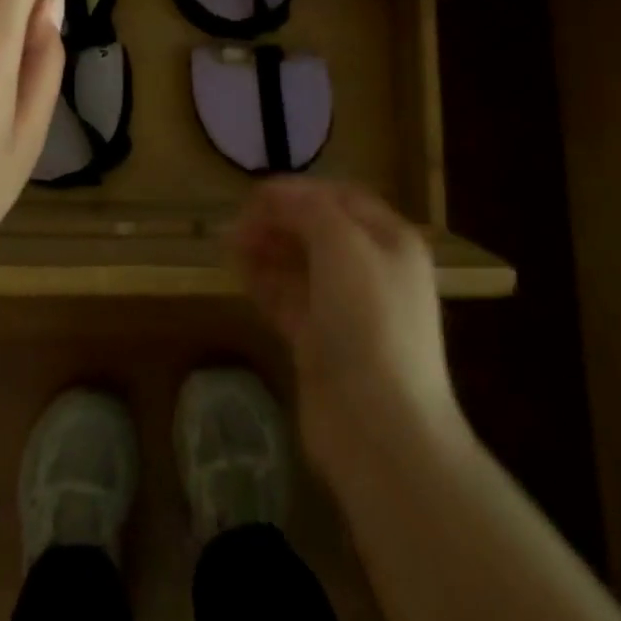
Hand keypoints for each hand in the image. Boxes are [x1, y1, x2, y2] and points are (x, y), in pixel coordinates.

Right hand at [232, 180, 459, 479]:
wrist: (380, 429)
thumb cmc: (369, 320)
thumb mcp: (343, 245)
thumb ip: (308, 209)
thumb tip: (275, 194)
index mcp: (390, 241)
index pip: (341, 198)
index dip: (299, 191)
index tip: (255, 194)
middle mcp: (372, 270)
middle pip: (318, 230)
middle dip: (278, 220)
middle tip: (237, 222)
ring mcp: (346, 310)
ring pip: (299, 264)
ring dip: (266, 247)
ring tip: (229, 242)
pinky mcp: (321, 343)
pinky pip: (288, 298)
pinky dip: (264, 280)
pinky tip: (238, 269)